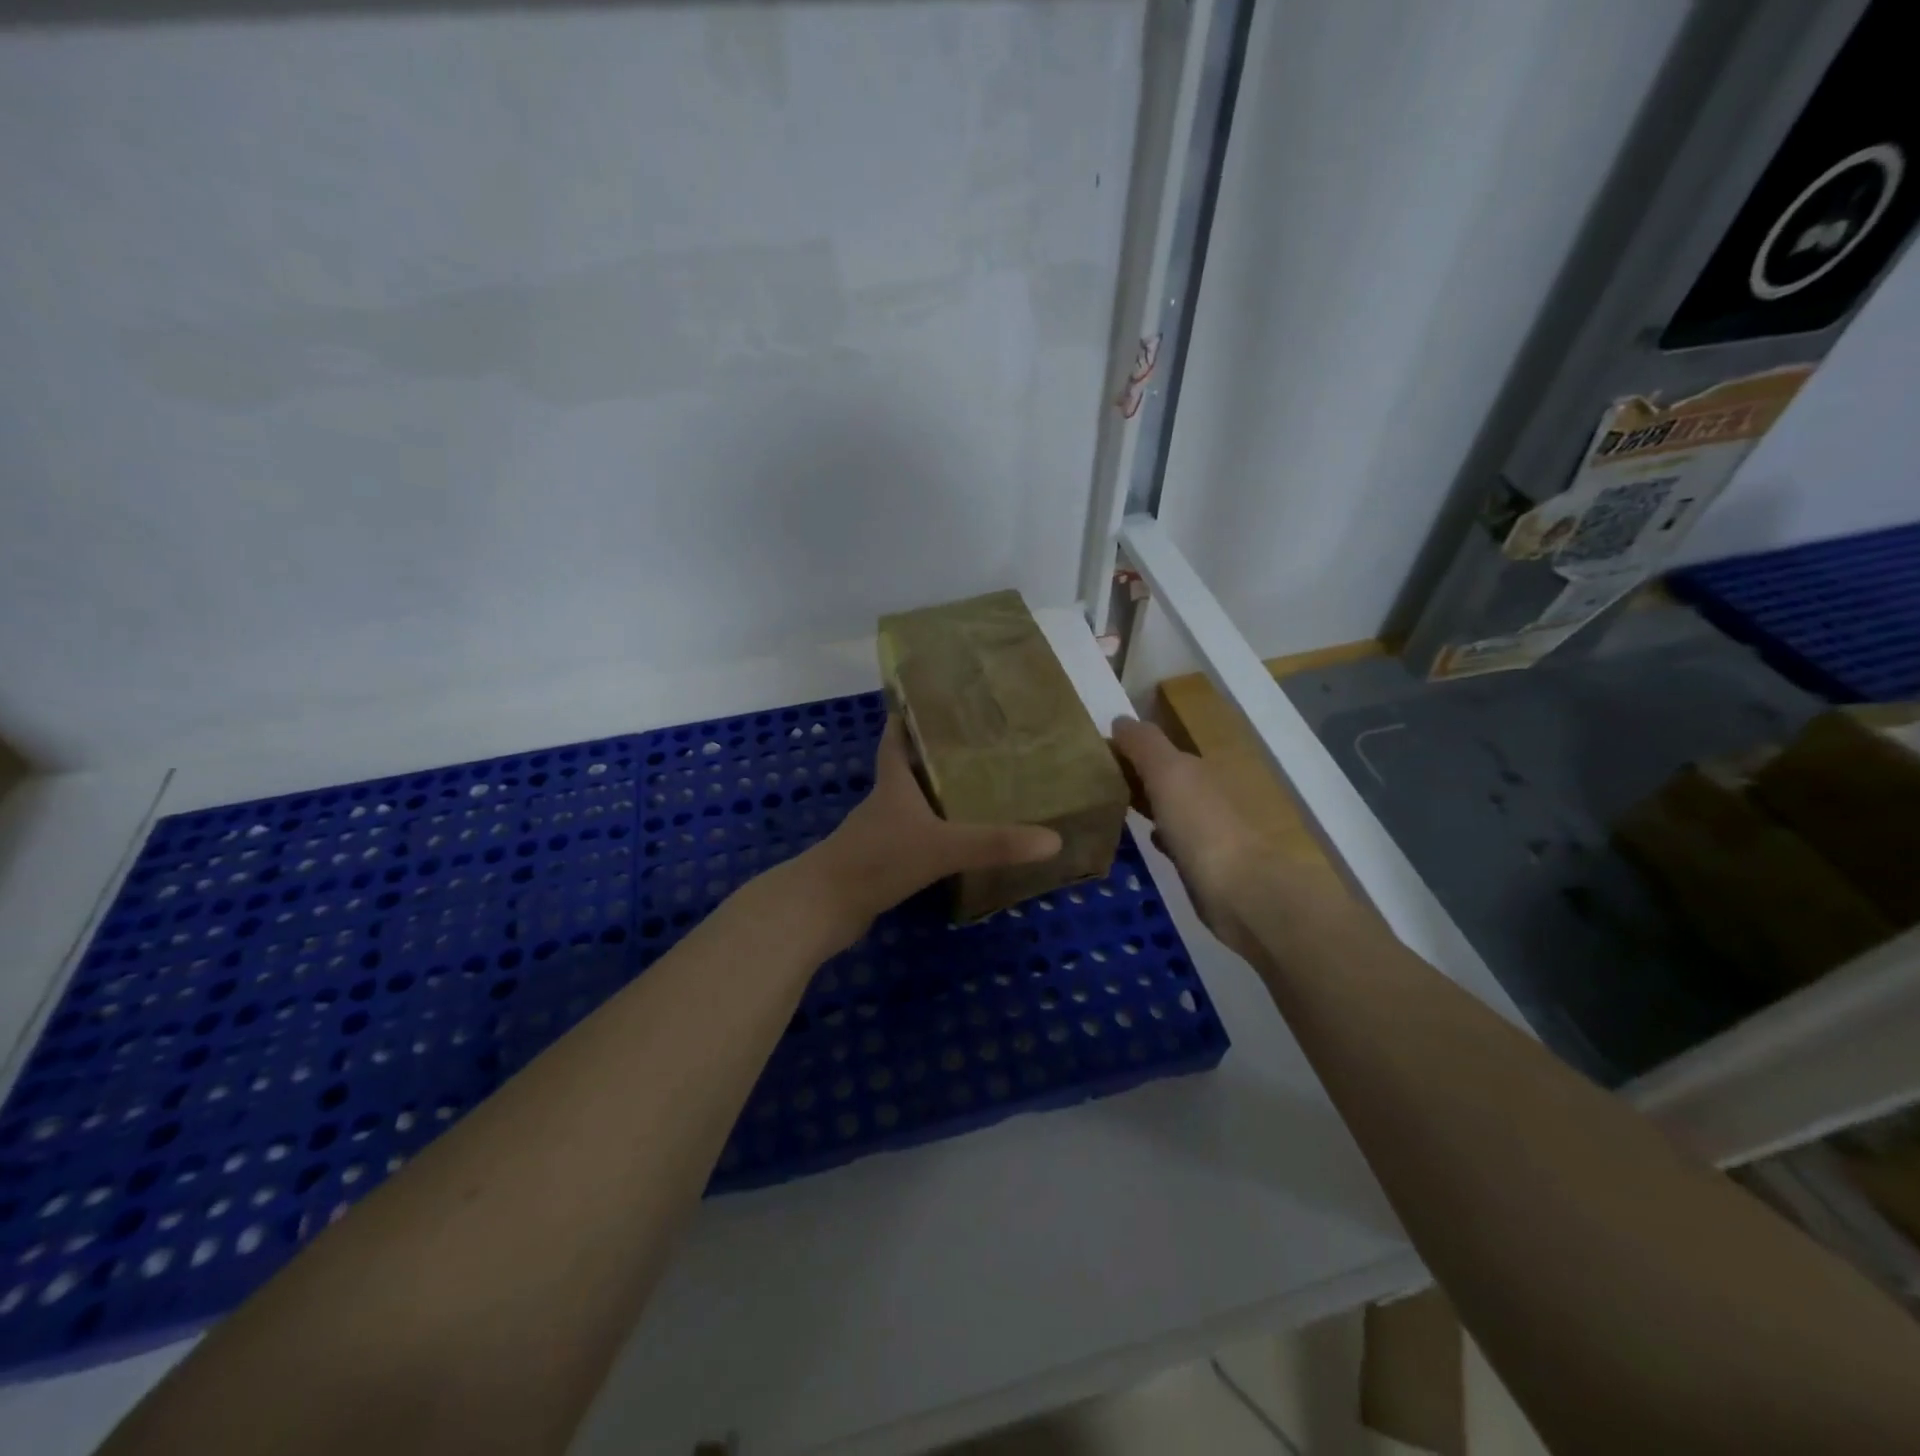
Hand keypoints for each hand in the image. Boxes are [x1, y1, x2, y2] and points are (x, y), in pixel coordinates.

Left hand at [806, 717, 1061, 943]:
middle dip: (933, 759)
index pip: (895, 741)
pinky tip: (952, 846)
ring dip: (933, 800)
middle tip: (974, 751)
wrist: (822, 908)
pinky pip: (908, 842)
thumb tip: (1053, 839)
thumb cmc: (878, 860)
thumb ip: (995, 844)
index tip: (926, 702)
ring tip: (972, 794)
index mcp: (892, 786)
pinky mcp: (876, 865)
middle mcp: (882, 805)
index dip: (905, 720)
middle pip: (905, 772)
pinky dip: (928, 837)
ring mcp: (876, 836)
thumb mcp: (942, 847)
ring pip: (907, 809)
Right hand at [1110, 717, 1272, 959]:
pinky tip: (1141, 839)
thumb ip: (1144, 744)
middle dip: (1133, 774)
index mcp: (1195, 768)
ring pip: (1166, 807)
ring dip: (1144, 802)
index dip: (1125, 748)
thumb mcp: (1168, 771)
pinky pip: (1172, 839)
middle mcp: (1202, 794)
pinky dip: (1157, 833)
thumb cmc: (1199, 824)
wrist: (1239, 890)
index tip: (1089, 755)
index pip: (1155, 750)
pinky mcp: (1200, 863)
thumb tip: (1120, 720)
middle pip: (1162, 777)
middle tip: (1090, 781)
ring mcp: (1203, 830)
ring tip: (1107, 806)